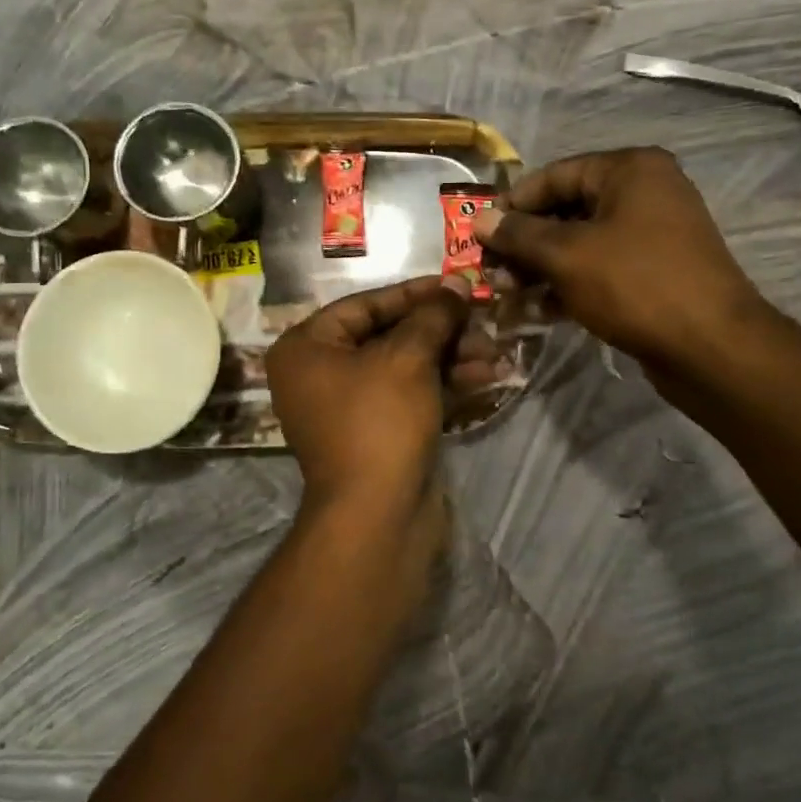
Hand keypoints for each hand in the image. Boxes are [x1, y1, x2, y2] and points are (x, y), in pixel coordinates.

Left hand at [267, 276, 496, 517]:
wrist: (376, 517)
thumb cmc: (380, 422)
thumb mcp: (407, 358)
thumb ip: (432, 316)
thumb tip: (454, 287)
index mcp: (306, 348)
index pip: (365, 305)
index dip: (415, 293)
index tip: (456, 284)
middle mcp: (319, 374)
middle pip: (387, 336)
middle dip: (439, 329)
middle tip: (482, 320)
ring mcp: (348, 408)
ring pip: (404, 367)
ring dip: (450, 357)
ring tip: (495, 352)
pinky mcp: (376, 435)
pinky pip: (410, 397)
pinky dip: (443, 385)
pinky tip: (486, 377)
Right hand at [475, 147, 764, 365]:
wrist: (711, 346)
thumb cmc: (635, 285)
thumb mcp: (567, 255)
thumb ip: (519, 235)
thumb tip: (479, 220)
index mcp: (630, 170)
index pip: (554, 176)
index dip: (512, 205)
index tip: (478, 235)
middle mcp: (645, 192)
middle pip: (567, 209)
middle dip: (525, 242)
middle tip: (492, 271)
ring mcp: (654, 233)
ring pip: (581, 242)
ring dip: (542, 267)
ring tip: (509, 294)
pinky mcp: (655, 270)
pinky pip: (601, 267)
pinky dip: (570, 283)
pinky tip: (540, 310)